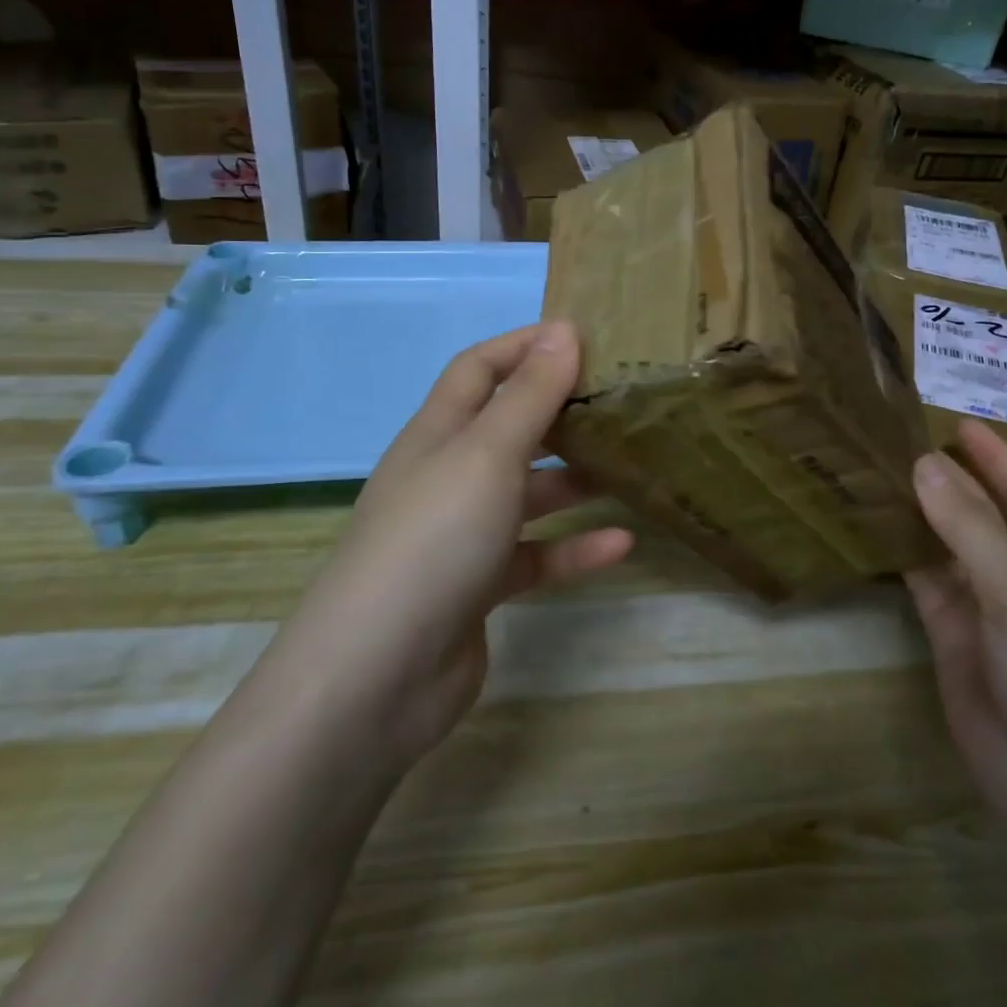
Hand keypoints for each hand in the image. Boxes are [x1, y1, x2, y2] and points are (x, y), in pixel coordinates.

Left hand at [296, 322, 632, 766]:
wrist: (376, 678)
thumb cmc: (434, 540)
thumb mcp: (487, 454)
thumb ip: (530, 395)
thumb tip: (563, 329)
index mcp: (438, 434)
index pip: (479, 368)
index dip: (524, 345)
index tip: (583, 336)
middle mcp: (447, 476)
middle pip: (508, 428)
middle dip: (558, 411)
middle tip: (619, 402)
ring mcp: (462, 535)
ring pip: (526, 493)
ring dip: (573, 480)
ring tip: (630, 468)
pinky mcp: (479, 588)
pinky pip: (535, 556)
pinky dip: (574, 548)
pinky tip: (622, 545)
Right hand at [906, 420, 1006, 843]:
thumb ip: (969, 527)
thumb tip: (922, 462)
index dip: (996, 457)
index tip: (958, 421)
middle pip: (980, 513)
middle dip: (948, 477)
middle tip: (898, 436)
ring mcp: (983, 606)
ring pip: (945, 544)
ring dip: (917, 511)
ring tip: (875, 469)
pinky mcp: (949, 634)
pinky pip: (922, 580)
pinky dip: (899, 551)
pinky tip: (870, 524)